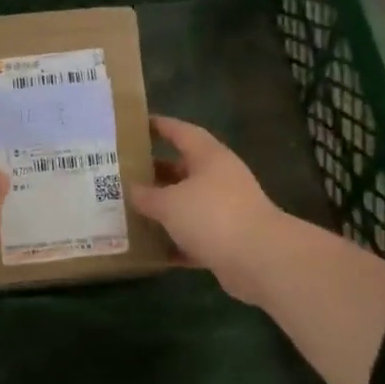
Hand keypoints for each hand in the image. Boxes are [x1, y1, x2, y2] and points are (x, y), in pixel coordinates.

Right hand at [127, 116, 300, 307]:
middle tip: (125, 174)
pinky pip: (195, 236)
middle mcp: (220, 178)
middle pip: (183, 169)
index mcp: (209, 157)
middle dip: (156, 172)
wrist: (260, 259)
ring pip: (188, 204)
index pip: (181, 132)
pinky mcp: (228, 240)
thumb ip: (147, 196)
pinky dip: (176, 241)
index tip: (137, 124)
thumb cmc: (212, 215)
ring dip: (164, 209)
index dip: (160, 126)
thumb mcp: (170, 203)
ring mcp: (227, 210)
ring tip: (131, 210)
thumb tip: (132, 190)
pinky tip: (152, 249)